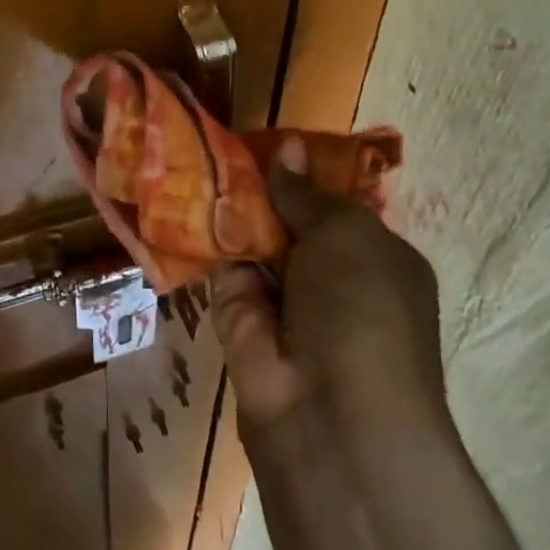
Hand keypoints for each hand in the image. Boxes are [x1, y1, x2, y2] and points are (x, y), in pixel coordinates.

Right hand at [211, 136, 444, 446]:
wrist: (331, 413)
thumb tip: (288, 147)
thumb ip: (306, 193)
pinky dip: (201, 232)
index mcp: (373, 256)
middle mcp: (328, 274)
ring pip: (249, 236)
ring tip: (191, 150)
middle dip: (258, 183)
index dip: (302, 171)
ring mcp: (281, 295)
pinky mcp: (235, 312)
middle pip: (287, 217)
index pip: (333, 204)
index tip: (266, 136)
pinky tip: (176, 190)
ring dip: (226, 203)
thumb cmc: (363, 307)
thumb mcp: (347, 234)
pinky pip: (218, 262)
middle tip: (219, 138)